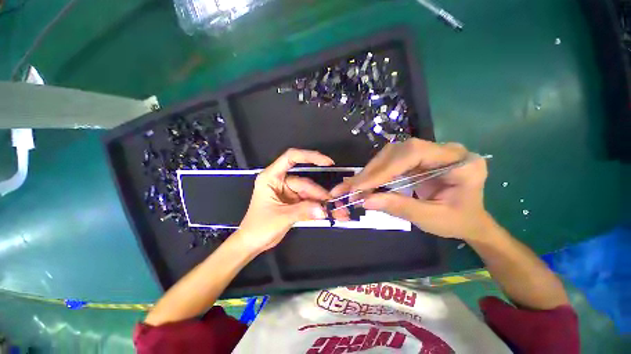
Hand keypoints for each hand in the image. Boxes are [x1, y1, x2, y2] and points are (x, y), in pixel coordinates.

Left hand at [236, 149, 332, 252]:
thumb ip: (303, 211)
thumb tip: (323, 209)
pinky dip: (316, 206)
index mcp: (271, 177)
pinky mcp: (292, 201)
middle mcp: (280, 181)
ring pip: (308, 192)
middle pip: (304, 181)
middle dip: (318, 192)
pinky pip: (307, 200)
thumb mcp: (281, 217)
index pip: (290, 158)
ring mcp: (287, 191)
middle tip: (332, 202)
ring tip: (332, 208)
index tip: (327, 162)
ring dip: (319, 200)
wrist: (253, 242)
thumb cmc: (259, 227)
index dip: (309, 156)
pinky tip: (325, 211)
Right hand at [331, 139, 491, 239]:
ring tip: (355, 186)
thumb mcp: (430, 218)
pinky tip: (365, 182)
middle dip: (373, 170)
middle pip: (399, 151)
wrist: (470, 219)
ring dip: (371, 171)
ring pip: (392, 153)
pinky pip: (392, 160)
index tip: (361, 185)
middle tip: (352, 187)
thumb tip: (365, 201)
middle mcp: (445, 151)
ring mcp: (431, 152)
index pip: (414, 153)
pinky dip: (376, 172)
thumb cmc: (457, 221)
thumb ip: (398, 207)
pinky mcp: (418, 159)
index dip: (384, 168)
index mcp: (461, 163)